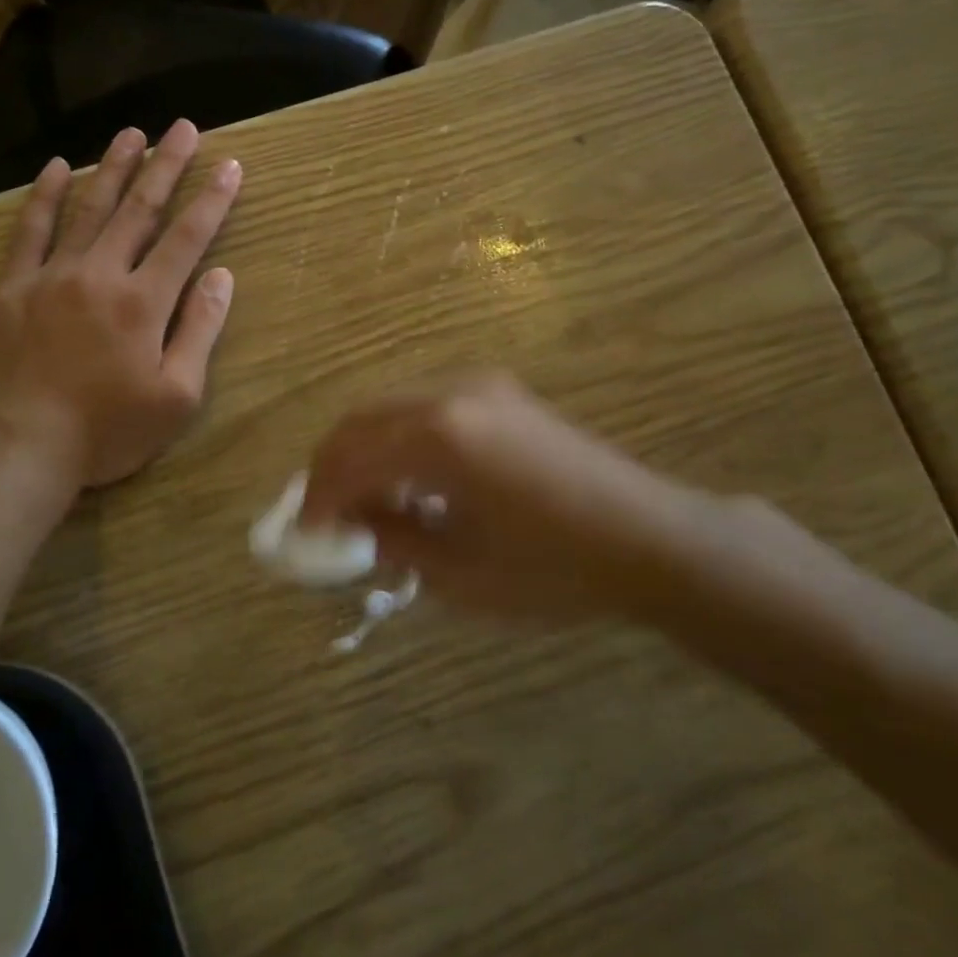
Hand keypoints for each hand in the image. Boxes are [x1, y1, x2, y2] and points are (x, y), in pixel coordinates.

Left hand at [0, 121, 242, 487]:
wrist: (19, 448)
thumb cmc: (107, 431)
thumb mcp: (175, 396)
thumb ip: (199, 330)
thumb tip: (221, 277)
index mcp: (144, 301)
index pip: (187, 237)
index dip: (211, 199)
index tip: (228, 165)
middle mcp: (101, 273)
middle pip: (140, 209)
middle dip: (166, 165)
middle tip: (183, 128)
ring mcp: (52, 275)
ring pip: (88, 208)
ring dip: (112, 167)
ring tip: (131, 133)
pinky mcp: (12, 287)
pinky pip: (30, 231)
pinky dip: (43, 196)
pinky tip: (55, 168)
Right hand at [301, 372, 734, 621]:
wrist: (650, 537)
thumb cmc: (555, 568)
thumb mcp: (461, 572)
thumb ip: (394, 539)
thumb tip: (354, 522)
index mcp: (439, 436)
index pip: (352, 459)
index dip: (321, 497)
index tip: (307, 533)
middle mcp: (451, 393)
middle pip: (362, 419)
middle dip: (333, 464)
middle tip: (324, 510)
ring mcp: (478, 384)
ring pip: (392, 406)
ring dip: (367, 448)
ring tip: (366, 500)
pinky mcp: (500, 391)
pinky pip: (426, 404)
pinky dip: (401, 437)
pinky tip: (412, 478)